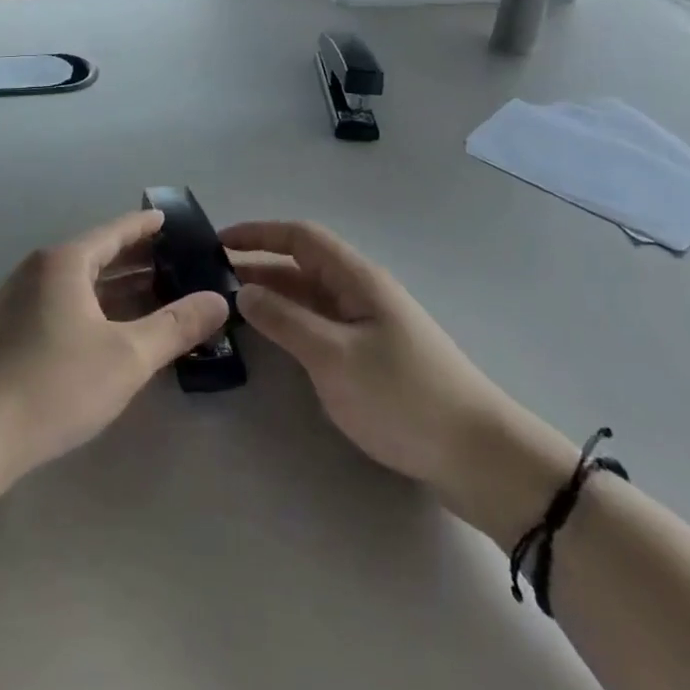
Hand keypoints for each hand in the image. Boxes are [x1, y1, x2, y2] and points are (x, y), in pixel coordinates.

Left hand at [0, 211, 229, 489]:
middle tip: (175, 260)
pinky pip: (62, 302)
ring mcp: (18, 299)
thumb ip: (176, 326)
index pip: (114, 232)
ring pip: (78, 282)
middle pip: (96, 254)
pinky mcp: (8, 328)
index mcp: (64, 262)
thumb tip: (218, 300)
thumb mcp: (128, 357)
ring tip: (154, 292)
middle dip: (135, 258)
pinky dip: (93, 305)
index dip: (144, 226)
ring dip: (116, 285)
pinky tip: (112, 328)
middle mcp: (38, 270)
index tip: (169, 219)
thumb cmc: (55, 385)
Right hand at [223, 221, 575, 542]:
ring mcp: (368, 324)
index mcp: (356, 278)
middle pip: (302, 265)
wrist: (478, 456)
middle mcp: (361, 291)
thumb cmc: (403, 396)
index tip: (217, 242)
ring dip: (273, 296)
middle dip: (258, 266)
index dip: (258, 233)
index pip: (299, 237)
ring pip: (310, 297)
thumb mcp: (334, 357)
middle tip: (211, 281)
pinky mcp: (373, 354)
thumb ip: (285, 321)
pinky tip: (272, 340)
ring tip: (230, 309)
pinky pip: (321, 324)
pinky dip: (291, 323)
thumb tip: (243, 291)